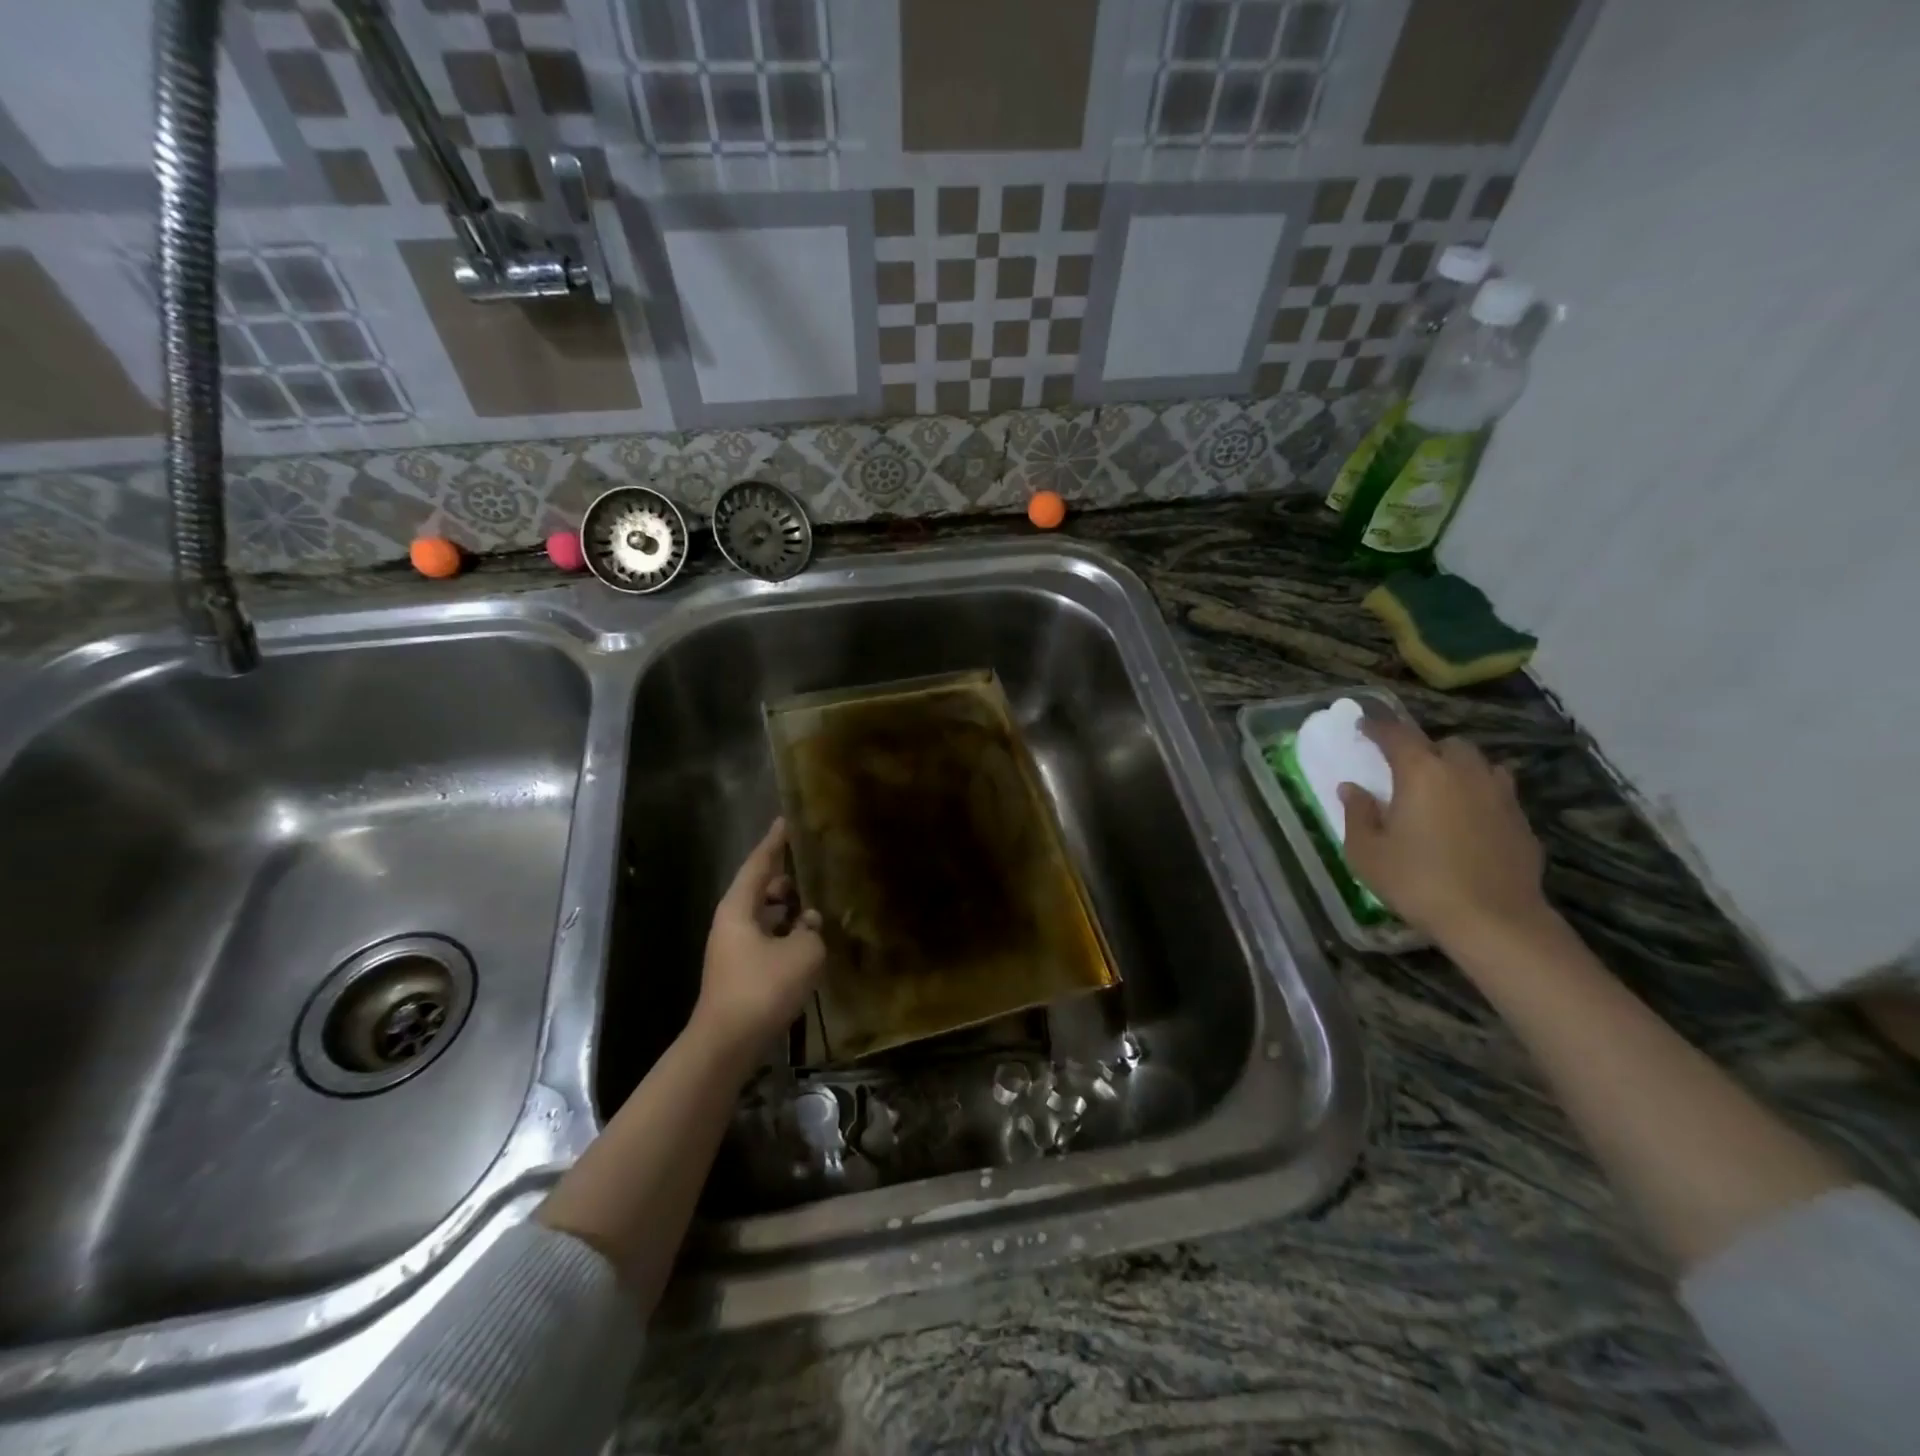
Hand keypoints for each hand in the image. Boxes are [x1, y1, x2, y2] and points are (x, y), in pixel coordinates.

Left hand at [692, 819, 825, 1058]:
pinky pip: (767, 938)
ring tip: (819, 900)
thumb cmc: (763, 988)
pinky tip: (809, 939)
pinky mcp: (741, 971)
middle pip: (761, 888)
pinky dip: (786, 932)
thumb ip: (812, 929)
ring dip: (789, 908)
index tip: (787, 820)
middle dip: (787, 876)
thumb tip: (810, 920)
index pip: (759, 863)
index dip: (775, 841)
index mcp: (739, 907)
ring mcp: (734, 948)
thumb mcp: (802, 953)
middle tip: (814, 864)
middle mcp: (732, 922)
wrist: (727, 1044)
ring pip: (765, 915)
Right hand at [1338, 718, 1548, 945]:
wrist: (1494, 921)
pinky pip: (1498, 794)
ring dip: (1459, 769)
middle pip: (1446, 744)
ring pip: (1480, 765)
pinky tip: (1469, 823)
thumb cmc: (1417, 881)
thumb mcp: (1366, 852)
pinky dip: (1480, 797)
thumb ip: (1357, 814)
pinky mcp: (1521, 822)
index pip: (1397, 734)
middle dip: (1425, 748)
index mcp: (1421, 773)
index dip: (1378, 727)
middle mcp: (1464, 773)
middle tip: (1406, 768)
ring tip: (1442, 790)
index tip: (1364, 726)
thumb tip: (1352, 788)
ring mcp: (1499, 796)